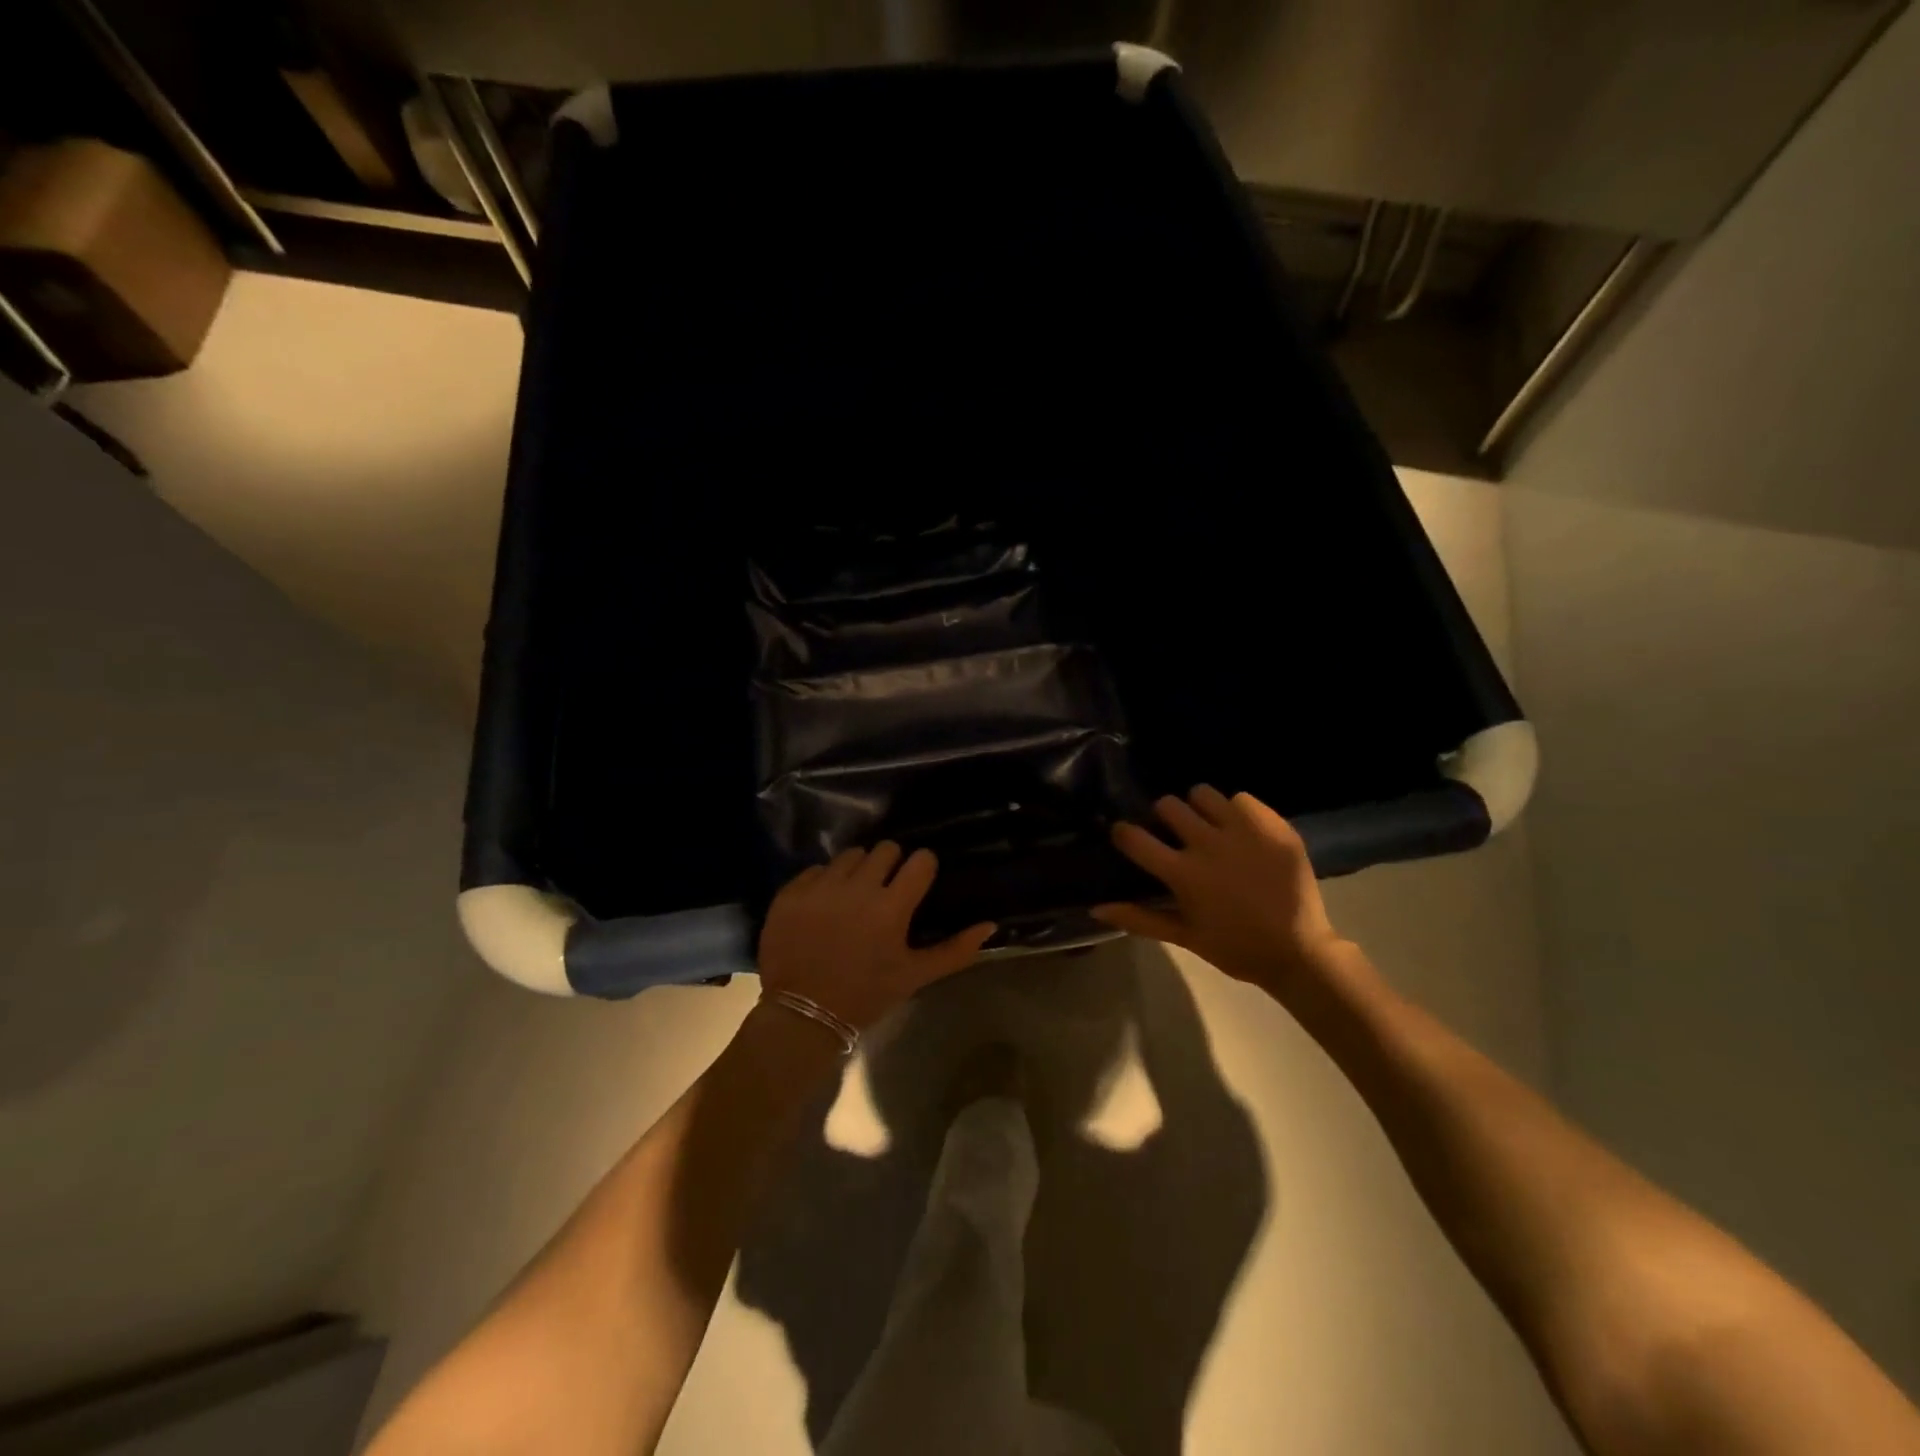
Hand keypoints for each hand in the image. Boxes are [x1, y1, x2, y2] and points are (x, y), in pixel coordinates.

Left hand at [757, 844, 995, 1030]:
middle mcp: (857, 887)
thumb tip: (991, 925)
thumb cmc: (866, 995)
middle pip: (885, 849)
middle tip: (886, 889)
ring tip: (854, 895)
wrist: (802, 1014)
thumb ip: (956, 950)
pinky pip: (816, 869)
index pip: (920, 860)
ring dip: (858, 869)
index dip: (922, 868)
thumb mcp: (914, 976)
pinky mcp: (792, 891)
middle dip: (891, 864)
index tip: (918, 881)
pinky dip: (825, 881)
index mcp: (891, 907)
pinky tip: (825, 905)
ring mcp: (821, 887)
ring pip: (850, 855)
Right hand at [1092, 787, 1349, 993]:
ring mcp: (1243, 831)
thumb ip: (1139, 918)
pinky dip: (1236, 811)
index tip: (1127, 836)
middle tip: (1174, 834)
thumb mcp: (1183, 936)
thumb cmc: (1234, 947)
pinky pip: (1242, 799)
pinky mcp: (1273, 825)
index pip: (1135, 838)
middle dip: (1163, 817)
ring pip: (1203, 794)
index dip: (1124, 833)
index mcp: (1183, 874)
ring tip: (1208, 826)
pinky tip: (1241, 831)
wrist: (1299, 951)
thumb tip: (1095, 907)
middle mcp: (1209, 844)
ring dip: (1198, 808)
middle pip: (1168, 805)